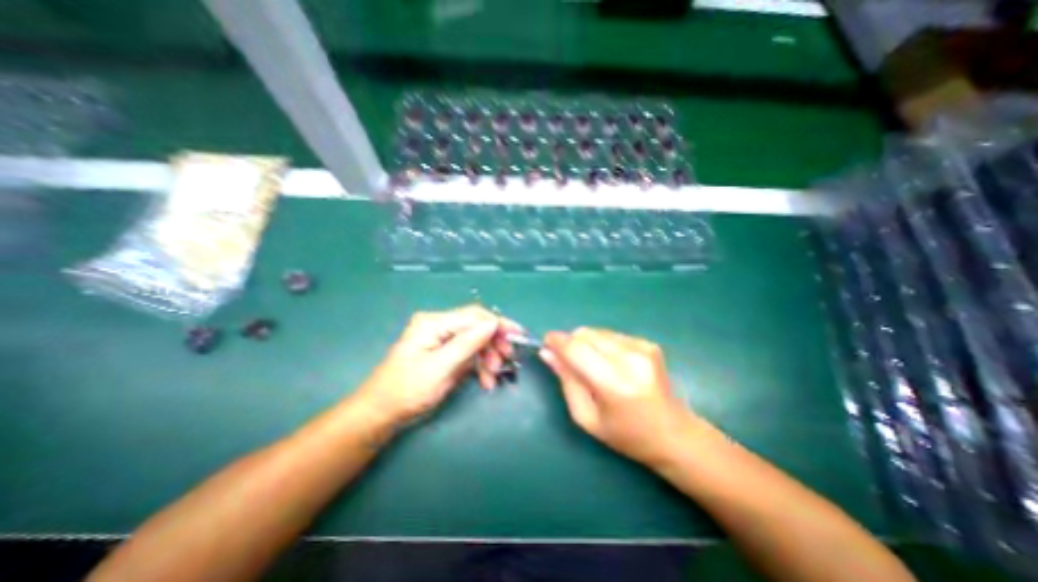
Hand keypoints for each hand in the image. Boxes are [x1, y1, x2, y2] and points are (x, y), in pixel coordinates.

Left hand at [357, 307, 517, 425]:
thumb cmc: (408, 390)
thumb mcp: (441, 367)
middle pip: (476, 327)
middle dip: (493, 343)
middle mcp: (439, 325)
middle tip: (507, 360)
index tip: (518, 334)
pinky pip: (469, 353)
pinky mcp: (444, 352)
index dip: (498, 324)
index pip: (474, 316)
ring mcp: (442, 339)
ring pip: (475, 341)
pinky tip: (486, 381)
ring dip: (488, 357)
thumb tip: (493, 323)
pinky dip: (480, 366)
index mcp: (434, 322)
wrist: (382, 413)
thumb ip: (468, 342)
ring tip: (494, 377)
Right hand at [540, 327, 692, 468]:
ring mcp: (642, 347)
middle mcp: (630, 358)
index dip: (556, 341)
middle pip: (585, 333)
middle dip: (570, 343)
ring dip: (587, 343)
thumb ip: (566, 380)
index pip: (576, 348)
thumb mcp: (586, 417)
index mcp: (614, 383)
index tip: (546, 343)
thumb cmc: (626, 434)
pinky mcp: (648, 343)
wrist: (674, 434)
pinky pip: (611, 335)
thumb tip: (547, 352)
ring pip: (597, 331)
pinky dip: (602, 345)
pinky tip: (611, 364)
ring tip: (594, 366)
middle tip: (569, 362)